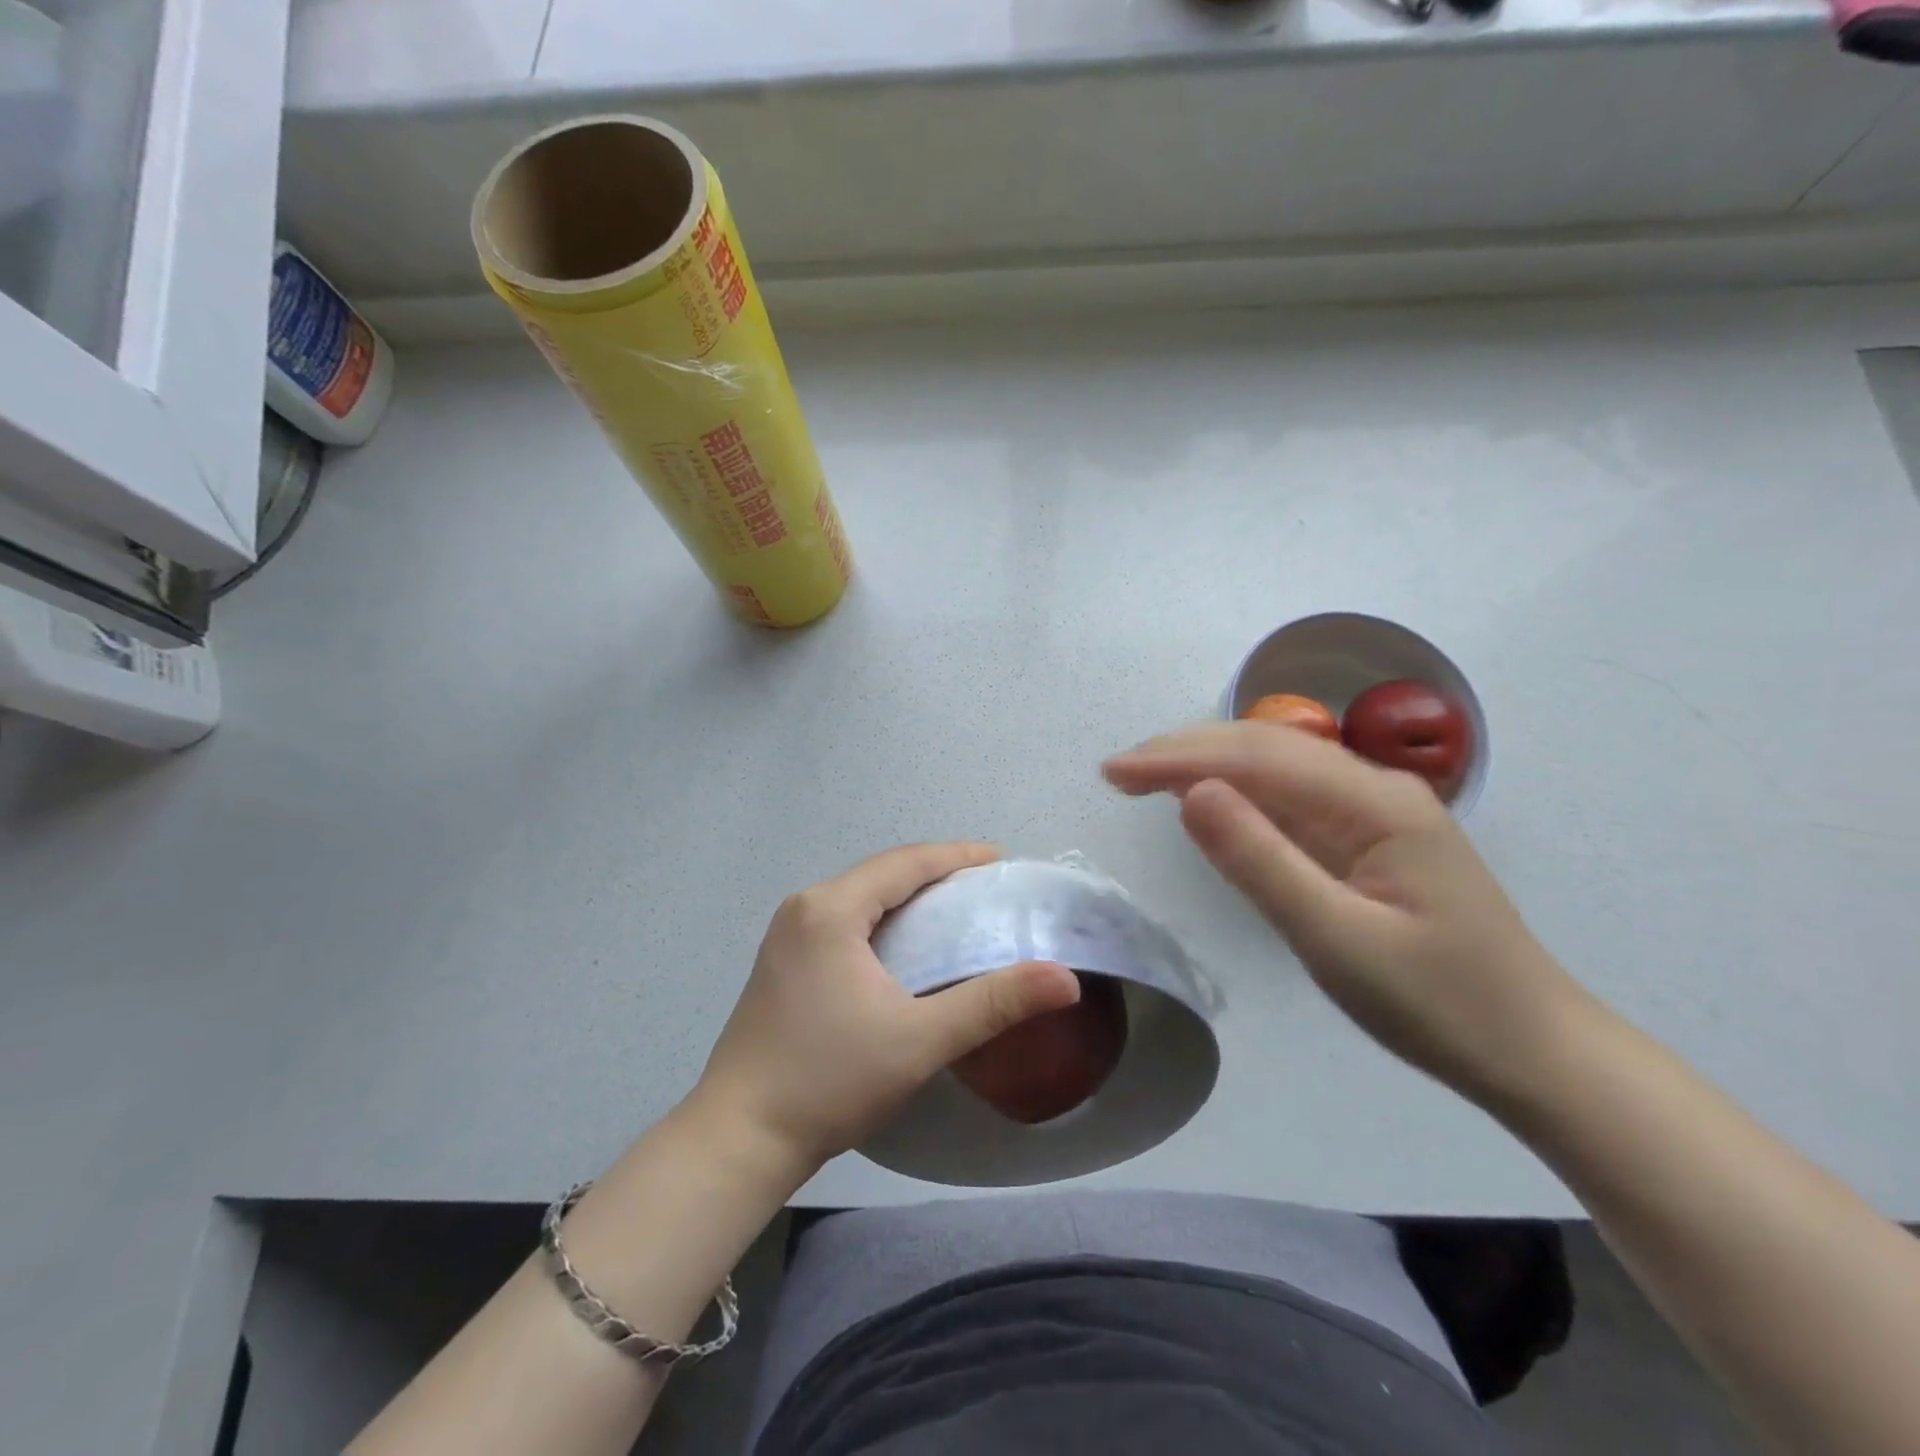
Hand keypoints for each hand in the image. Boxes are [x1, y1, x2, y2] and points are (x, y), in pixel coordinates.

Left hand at [690, 843, 1080, 1172]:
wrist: (738, 1139)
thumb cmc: (829, 1080)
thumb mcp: (920, 1039)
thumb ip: (994, 1003)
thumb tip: (1065, 979)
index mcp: (830, 909)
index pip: (905, 863)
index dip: (956, 856)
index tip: (1001, 859)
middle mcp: (804, 907)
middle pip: (882, 874)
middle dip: (934, 874)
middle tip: (985, 889)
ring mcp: (786, 935)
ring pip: (861, 898)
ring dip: (907, 898)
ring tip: (954, 912)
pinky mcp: (781, 962)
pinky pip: (843, 921)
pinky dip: (882, 921)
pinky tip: (905, 947)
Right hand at [1104, 723, 1594, 1104]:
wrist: (1534, 1050)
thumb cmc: (1437, 1002)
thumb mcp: (1336, 939)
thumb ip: (1260, 861)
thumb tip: (1190, 793)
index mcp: (1374, 803)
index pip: (1258, 757)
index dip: (1179, 758)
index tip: (1114, 772)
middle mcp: (1373, 790)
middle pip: (1266, 747)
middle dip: (1185, 751)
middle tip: (1116, 772)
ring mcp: (1373, 812)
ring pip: (1276, 767)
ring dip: (1207, 765)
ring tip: (1145, 777)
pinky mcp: (1366, 839)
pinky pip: (1291, 800)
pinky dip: (1238, 793)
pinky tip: (1208, 800)